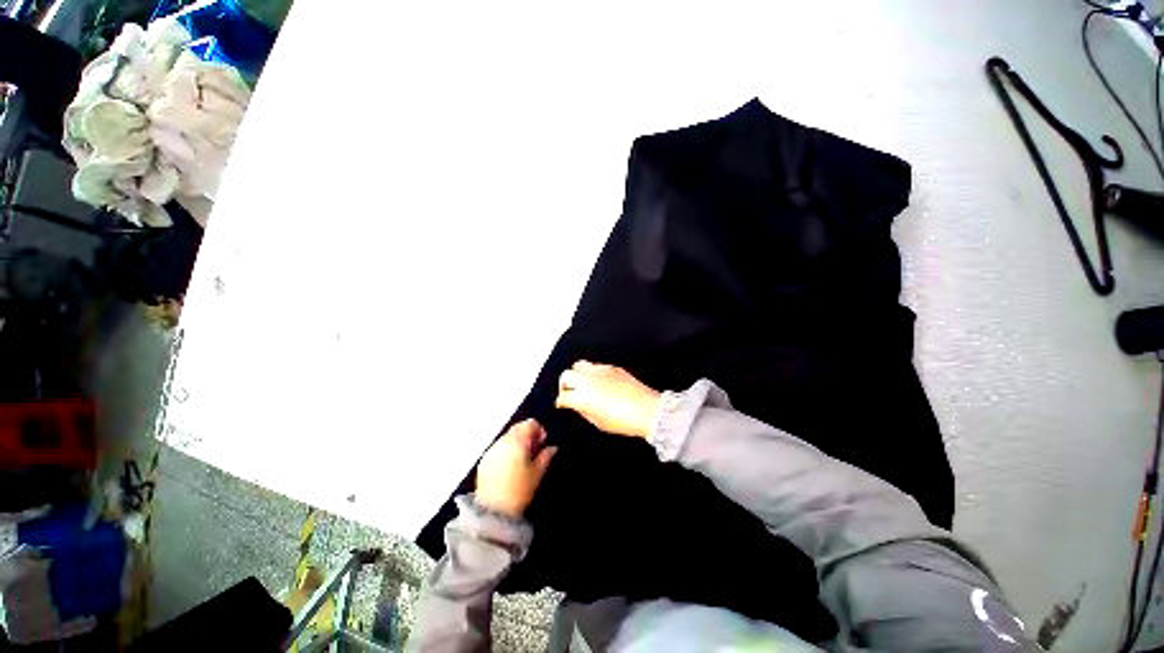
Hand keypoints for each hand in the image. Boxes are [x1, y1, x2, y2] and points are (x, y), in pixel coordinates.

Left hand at [475, 419, 556, 517]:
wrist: (493, 512)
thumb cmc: (520, 491)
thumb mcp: (538, 473)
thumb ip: (546, 456)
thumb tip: (552, 447)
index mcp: (518, 441)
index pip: (530, 423)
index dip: (539, 430)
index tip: (542, 443)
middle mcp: (503, 441)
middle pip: (518, 428)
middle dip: (527, 435)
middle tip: (534, 451)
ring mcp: (491, 450)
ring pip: (507, 437)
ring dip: (517, 442)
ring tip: (522, 460)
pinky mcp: (484, 460)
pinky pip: (498, 448)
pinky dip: (506, 451)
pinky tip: (510, 467)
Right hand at [555, 361, 661, 439]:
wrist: (647, 410)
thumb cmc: (623, 421)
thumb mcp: (598, 422)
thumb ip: (584, 410)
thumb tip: (578, 405)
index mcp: (582, 396)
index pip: (563, 395)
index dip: (561, 401)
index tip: (562, 404)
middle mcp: (588, 380)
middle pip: (566, 375)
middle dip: (564, 384)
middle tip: (569, 392)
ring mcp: (600, 370)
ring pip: (579, 365)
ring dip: (577, 374)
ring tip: (583, 383)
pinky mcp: (612, 367)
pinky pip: (596, 366)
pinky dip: (592, 373)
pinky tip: (599, 382)